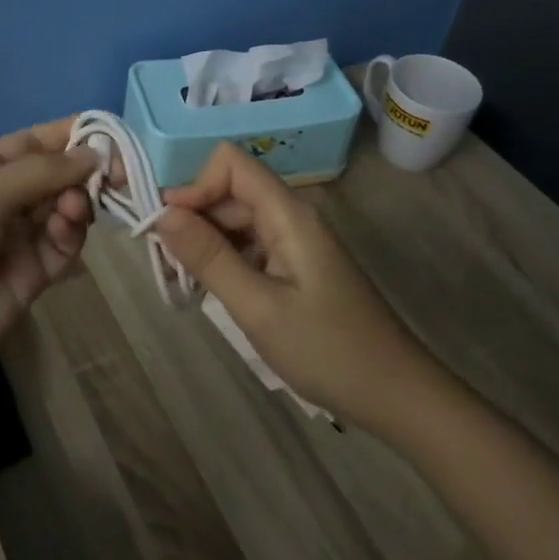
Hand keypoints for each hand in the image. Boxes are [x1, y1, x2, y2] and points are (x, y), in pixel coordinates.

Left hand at [0, 116, 97, 394]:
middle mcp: (4, 196)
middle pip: (58, 173)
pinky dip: (73, 233)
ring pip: (66, 207)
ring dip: (79, 202)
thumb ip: (42, 171)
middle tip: (115, 176)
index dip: (74, 134)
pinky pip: (65, 244)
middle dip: (85, 170)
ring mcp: (19, 236)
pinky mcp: (34, 273)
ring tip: (76, 209)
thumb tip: (95, 153)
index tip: (113, 136)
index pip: (38, 140)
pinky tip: (67, 230)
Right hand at [156, 142, 431, 422]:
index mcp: (288, 214)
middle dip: (191, 218)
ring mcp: (294, 241)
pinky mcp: (295, 265)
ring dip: (204, 243)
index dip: (194, 185)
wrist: (396, 396)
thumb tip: (162, 213)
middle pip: (228, 192)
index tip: (170, 228)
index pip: (230, 163)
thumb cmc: (328, 351)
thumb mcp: (258, 307)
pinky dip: (223, 260)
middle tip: (164, 266)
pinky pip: (248, 245)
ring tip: (182, 282)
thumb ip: (209, 257)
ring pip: (235, 220)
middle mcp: (290, 216)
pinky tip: (210, 291)